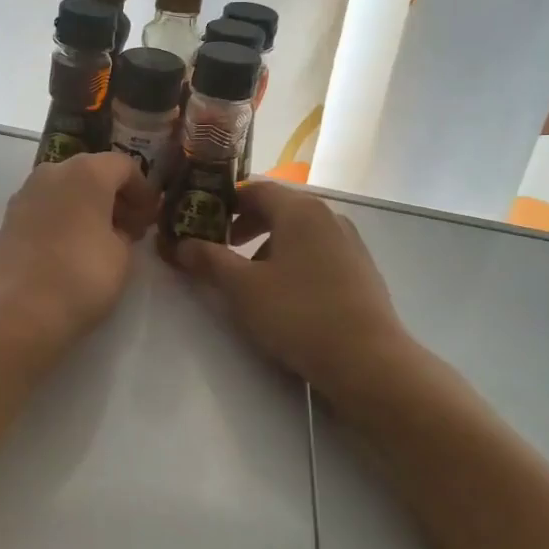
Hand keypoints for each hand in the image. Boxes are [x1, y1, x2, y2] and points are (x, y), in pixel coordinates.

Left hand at [0, 152, 160, 353]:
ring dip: (87, 206)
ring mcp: (26, 193)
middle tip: (129, 229)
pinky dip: (64, 217)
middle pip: (92, 172)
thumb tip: (117, 227)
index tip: (151, 219)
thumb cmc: (80, 277)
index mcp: (87, 172)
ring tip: (100, 240)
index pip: (125, 166)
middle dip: (114, 196)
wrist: (15, 310)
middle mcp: (53, 171)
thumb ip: (125, 232)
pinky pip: (46, 207)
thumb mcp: (122, 256)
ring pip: (66, 188)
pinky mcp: (8, 218)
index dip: (143, 191)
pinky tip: (71, 247)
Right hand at [170, 179, 417, 406]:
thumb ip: (209, 260)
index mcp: (299, 210)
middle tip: (222, 247)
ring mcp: (350, 243)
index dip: (224, 202)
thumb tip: (181, 244)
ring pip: (299, 233)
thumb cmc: (298, 313)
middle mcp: (328, 216)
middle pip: (279, 208)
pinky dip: (294, 261)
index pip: (255, 188)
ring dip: (269, 246)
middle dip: (246, 225)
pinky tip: (287, 296)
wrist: (368, 360)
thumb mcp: (242, 287)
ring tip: (252, 278)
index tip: (202, 220)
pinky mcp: (361, 270)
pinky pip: (318, 253)